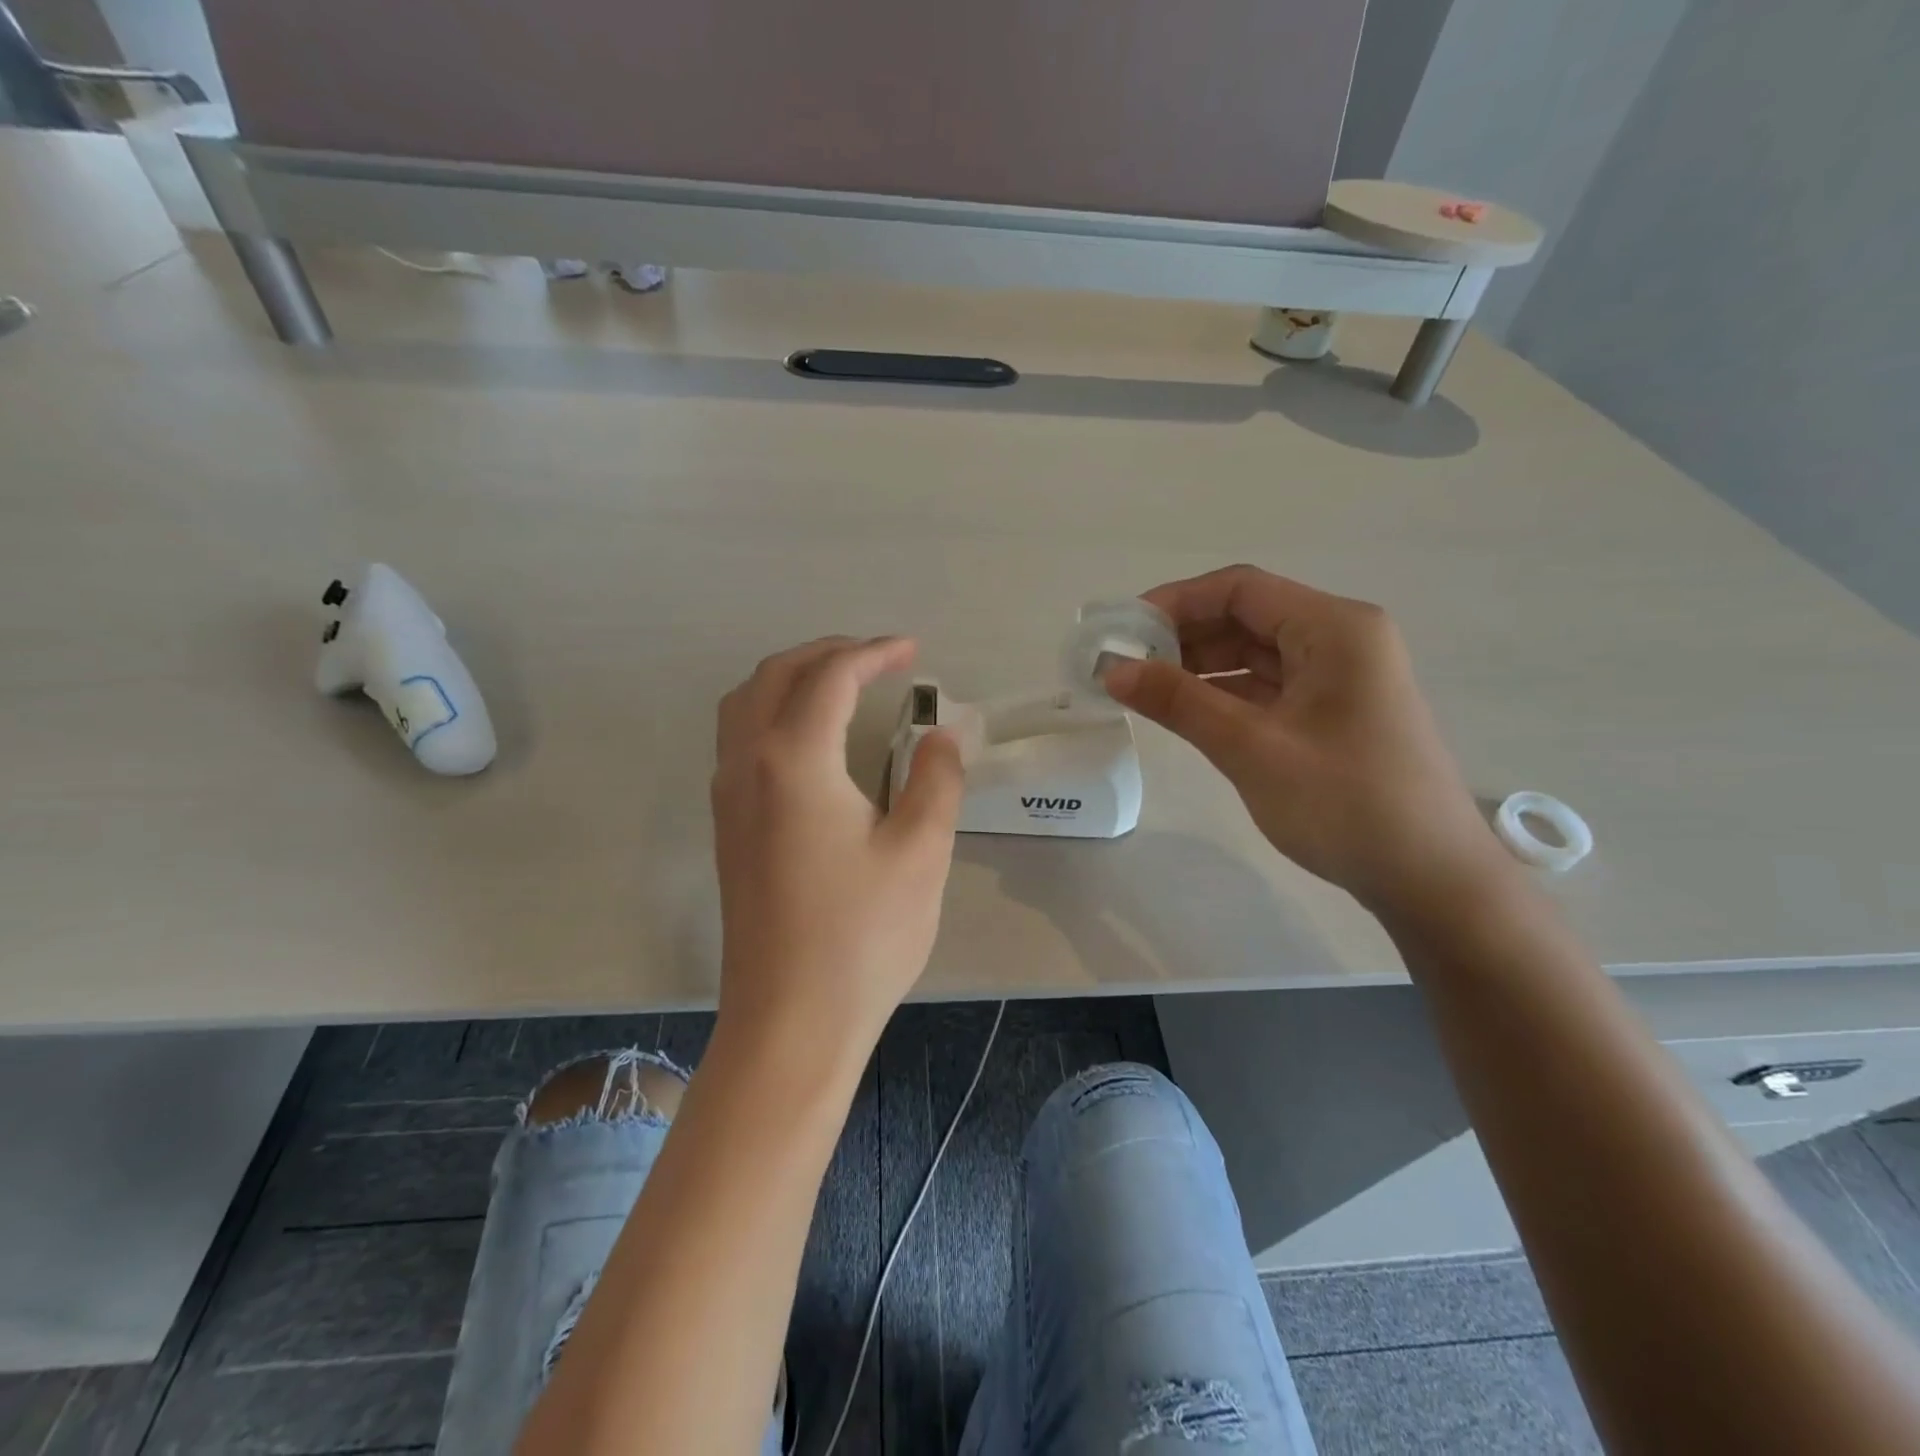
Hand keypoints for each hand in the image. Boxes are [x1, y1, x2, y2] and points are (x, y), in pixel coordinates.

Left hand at [711, 636, 963, 1061]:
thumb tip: (940, 736)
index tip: (913, 651)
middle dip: (827, 653)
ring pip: (744, 704)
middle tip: (878, 659)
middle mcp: (747, 765)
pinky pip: (738, 739)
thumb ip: (936, 780)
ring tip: (841, 685)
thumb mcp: (920, 852)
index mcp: (794, 760)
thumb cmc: (862, 936)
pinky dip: (772, 712)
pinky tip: (810, 741)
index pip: (831, 677)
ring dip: (791, 678)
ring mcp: (728, 798)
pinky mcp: (728, 829)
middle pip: (775, 676)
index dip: (874, 654)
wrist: (790, 1021)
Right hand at [1104, 566, 1506, 918]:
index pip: (1240, 589)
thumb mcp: (1252, 748)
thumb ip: (1179, 702)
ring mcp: (1338, 678)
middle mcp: (1340, 640)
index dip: (1175, 602)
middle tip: (1123, 666)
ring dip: (1198, 668)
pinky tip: (1183, 712)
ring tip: (1141, 690)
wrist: (1430, 879)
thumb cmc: (1345, 804)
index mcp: (1334, 628)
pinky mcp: (1331, 713)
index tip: (1123, 632)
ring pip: (1253, 654)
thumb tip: (1112, 669)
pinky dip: (1222, 695)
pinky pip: (1266, 687)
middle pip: (1246, 617)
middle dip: (1182, 637)